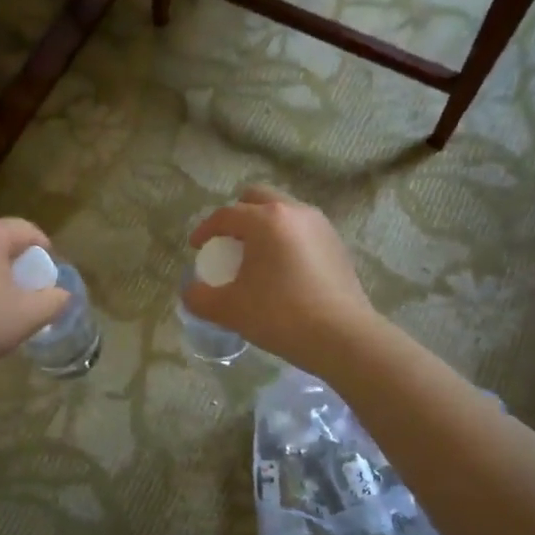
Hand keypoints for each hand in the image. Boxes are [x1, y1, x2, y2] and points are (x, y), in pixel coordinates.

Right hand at [185, 187, 377, 376]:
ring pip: (284, 210)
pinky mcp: (337, 244)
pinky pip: (302, 229)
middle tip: (228, 241)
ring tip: (257, 254)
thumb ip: (200, 297)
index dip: (206, 230)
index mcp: (265, 220)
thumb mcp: (230, 310)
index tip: (197, 248)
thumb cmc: (280, 315)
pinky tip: (284, 268)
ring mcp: (320, 225)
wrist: (342, 337)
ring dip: (265, 224)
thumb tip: (191, 290)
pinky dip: (287, 238)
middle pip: (258, 197)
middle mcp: (294, 211)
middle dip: (237, 214)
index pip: (226, 215)